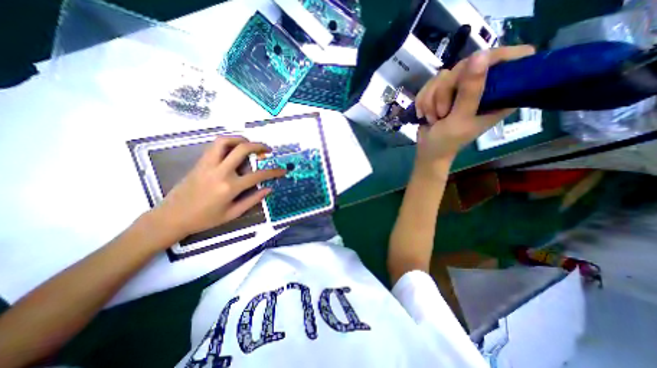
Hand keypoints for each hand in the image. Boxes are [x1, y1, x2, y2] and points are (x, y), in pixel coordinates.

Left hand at [152, 135, 284, 241]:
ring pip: (225, 141)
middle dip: (259, 146)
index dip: (274, 172)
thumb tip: (269, 189)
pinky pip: (215, 146)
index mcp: (230, 187)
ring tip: (250, 144)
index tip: (282, 170)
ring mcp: (208, 165)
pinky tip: (234, 150)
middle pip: (242, 149)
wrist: (172, 217)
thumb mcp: (233, 214)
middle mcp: (220, 172)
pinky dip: (228, 143)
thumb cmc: (205, 219)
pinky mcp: (200, 162)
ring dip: (241, 139)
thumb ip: (253, 200)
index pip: (258, 175)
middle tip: (267, 150)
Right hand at [415, 45, 533, 170]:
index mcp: (500, 94)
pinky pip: (430, 83)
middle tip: (443, 113)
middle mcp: (482, 86)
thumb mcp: (460, 118)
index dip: (497, 59)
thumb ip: (470, 91)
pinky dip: (423, 100)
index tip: (473, 74)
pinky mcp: (442, 91)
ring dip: (431, 100)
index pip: (515, 58)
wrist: (426, 150)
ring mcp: (460, 88)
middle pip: (468, 64)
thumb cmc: (447, 141)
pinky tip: (424, 114)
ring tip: (434, 118)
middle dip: (446, 90)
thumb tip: (480, 54)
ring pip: (444, 75)